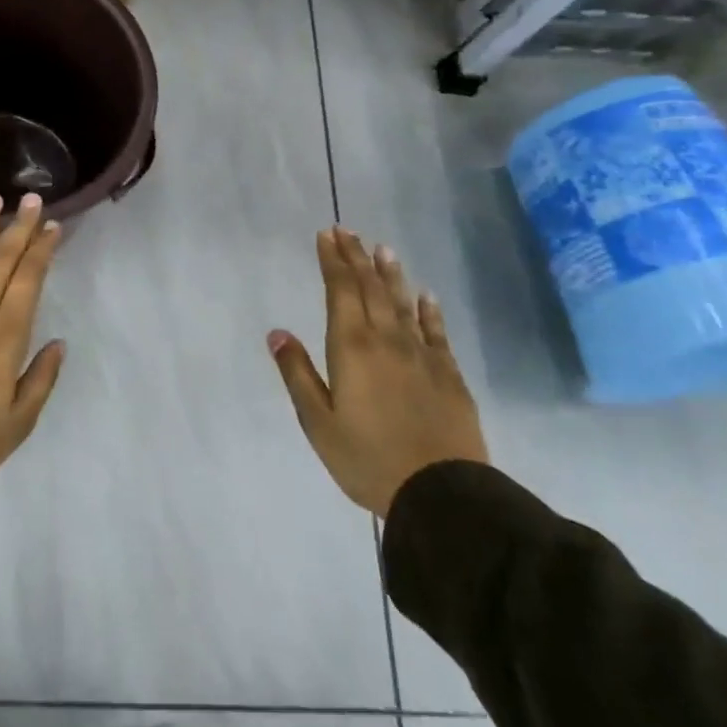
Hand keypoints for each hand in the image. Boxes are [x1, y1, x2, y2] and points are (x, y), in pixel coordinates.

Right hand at [268, 229, 487, 516]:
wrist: (443, 494)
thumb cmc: (367, 459)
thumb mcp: (318, 422)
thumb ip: (297, 373)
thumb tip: (277, 333)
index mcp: (352, 348)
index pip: (341, 292)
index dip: (333, 262)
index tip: (326, 235)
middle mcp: (387, 340)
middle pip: (371, 289)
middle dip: (357, 258)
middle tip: (348, 231)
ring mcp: (422, 356)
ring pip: (403, 304)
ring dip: (391, 275)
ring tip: (383, 249)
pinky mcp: (449, 375)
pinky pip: (436, 332)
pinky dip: (428, 311)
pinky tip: (426, 296)